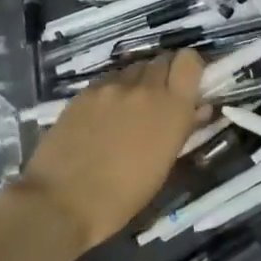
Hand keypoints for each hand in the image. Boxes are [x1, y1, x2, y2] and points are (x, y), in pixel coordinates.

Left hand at [14, 50, 209, 252]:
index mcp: (172, 108)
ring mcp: (112, 86)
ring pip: (134, 68)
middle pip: (162, 59)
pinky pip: (108, 80)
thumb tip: (199, 109)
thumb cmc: (122, 197)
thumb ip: (183, 129)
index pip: (189, 60)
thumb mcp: (162, 166)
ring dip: (138, 82)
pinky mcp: (85, 91)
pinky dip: (113, 90)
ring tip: (128, 108)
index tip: (187, 85)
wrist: (62, 201)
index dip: (190, 68)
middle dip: (165, 75)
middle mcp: (145, 88)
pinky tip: (103, 114)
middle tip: (158, 100)